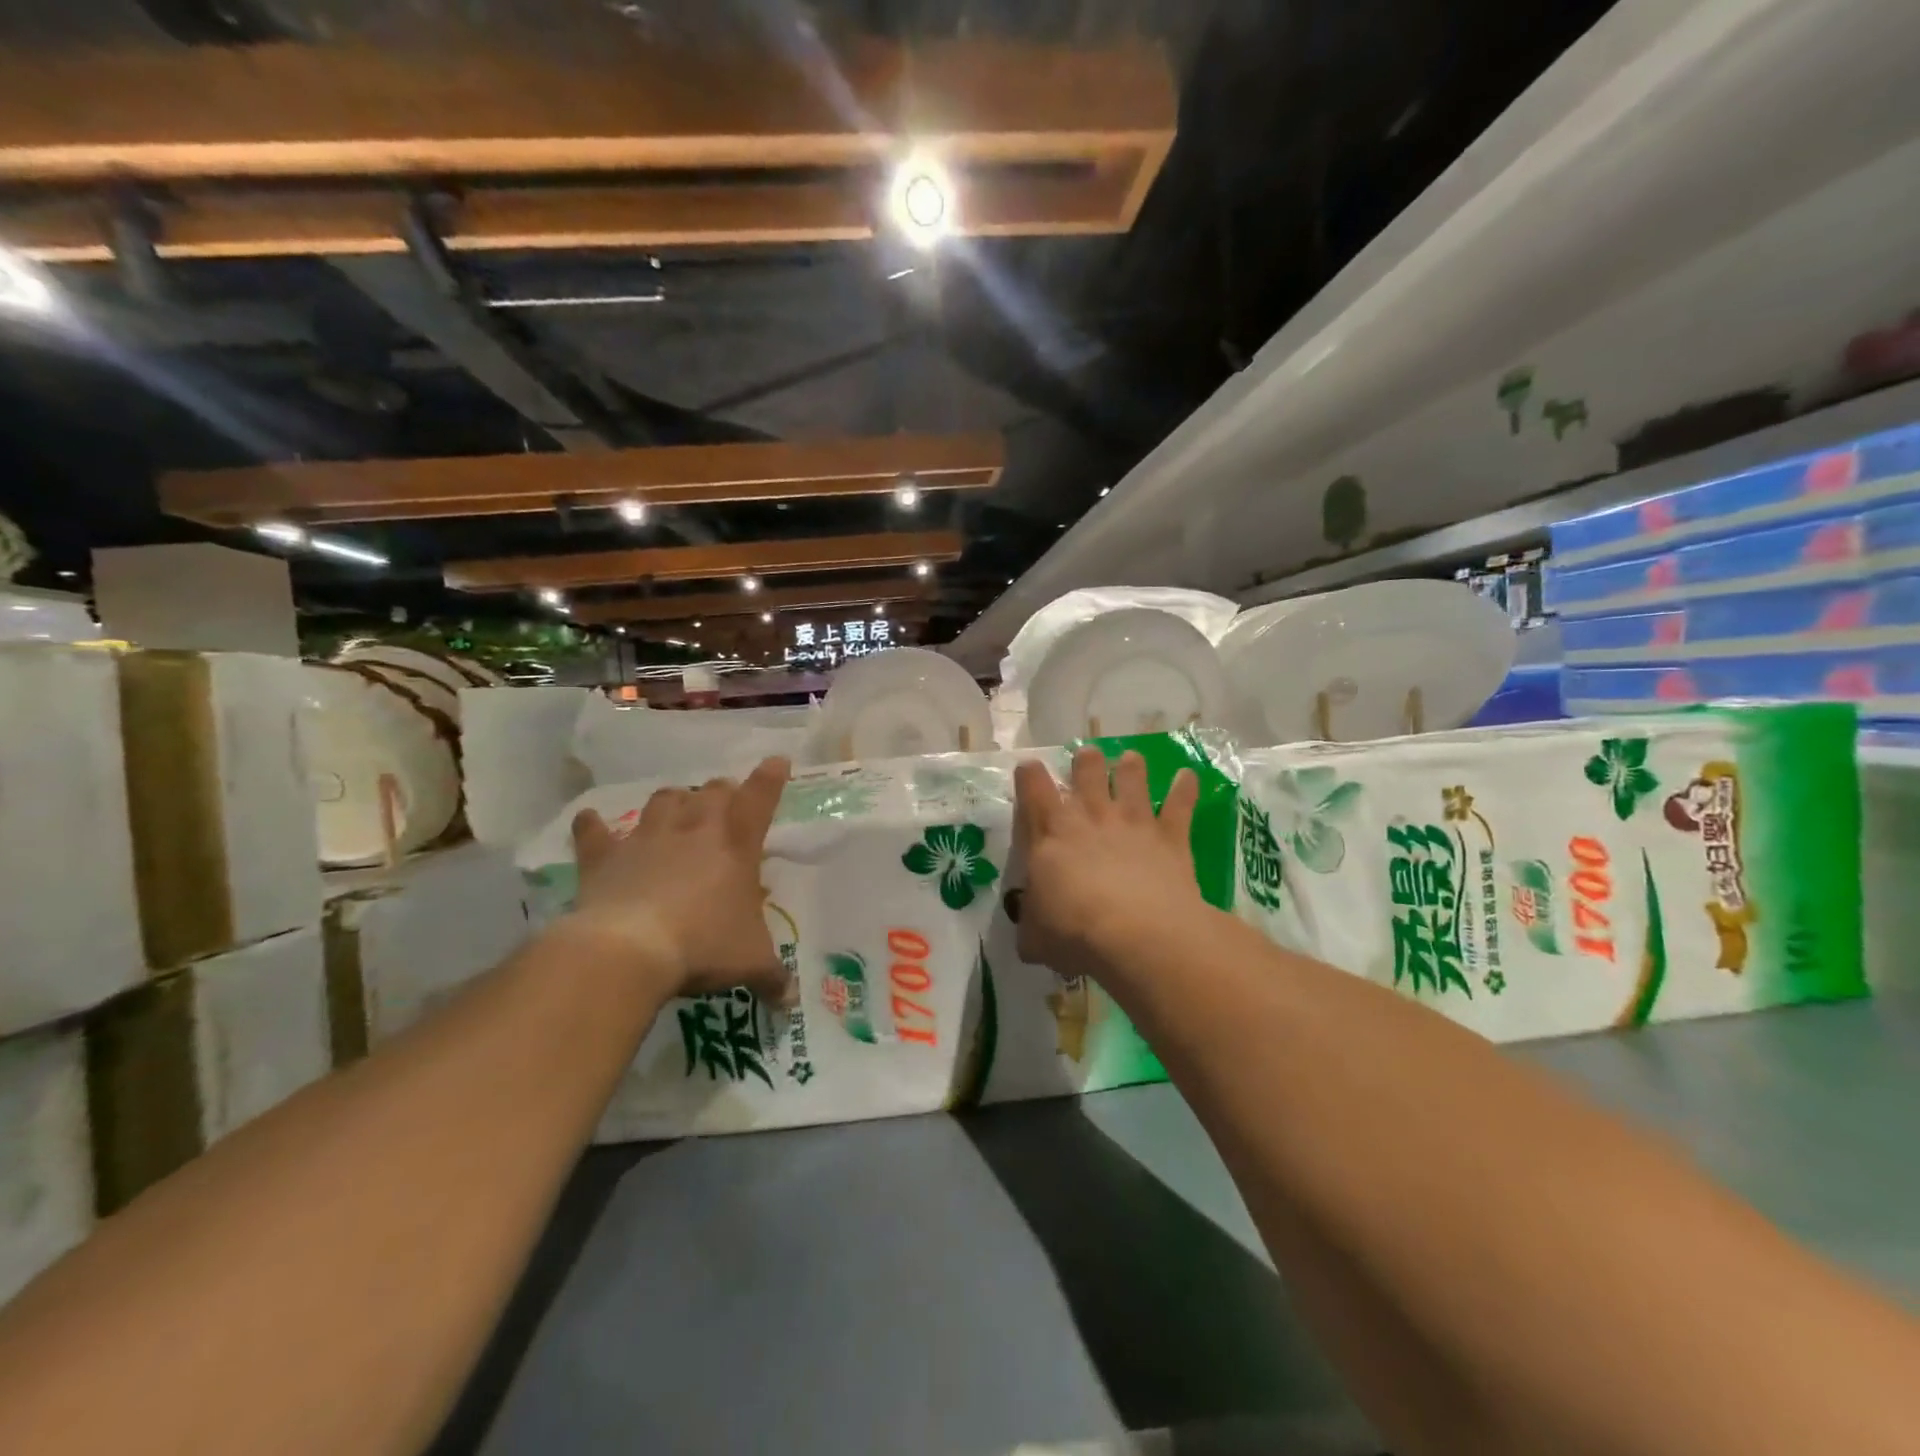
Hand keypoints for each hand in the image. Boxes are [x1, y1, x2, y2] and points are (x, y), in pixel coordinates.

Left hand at [563, 757, 792, 1000]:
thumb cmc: (703, 947)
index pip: (760, 799)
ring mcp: (646, 839)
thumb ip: (774, 978)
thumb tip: (790, 1000)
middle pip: (711, 792)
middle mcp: (694, 830)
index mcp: (736, 846)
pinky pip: (595, 832)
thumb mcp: (751, 964)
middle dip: (721, 793)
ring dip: (673, 802)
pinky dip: (594, 827)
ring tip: (676, 811)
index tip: (777, 760)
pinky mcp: (605, 856)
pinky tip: (590, 822)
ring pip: (663, 800)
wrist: (628, 952)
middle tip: (724, 804)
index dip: (771, 778)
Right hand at [1012, 747, 1205, 981]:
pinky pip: (1180, 803)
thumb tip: (1030, 930)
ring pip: (1132, 775)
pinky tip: (1188, 776)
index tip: (1029, 768)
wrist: (1136, 933)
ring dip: (1131, 766)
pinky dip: (1185, 788)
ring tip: (1131, 760)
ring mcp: (1133, 821)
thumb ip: (1031, 924)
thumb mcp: (1035, 936)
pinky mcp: (1170, 835)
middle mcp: (1091, 815)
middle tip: (1087, 759)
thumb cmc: (1074, 932)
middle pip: (1087, 768)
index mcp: (1051, 833)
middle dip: (1086, 760)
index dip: (1029, 774)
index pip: (1033, 788)